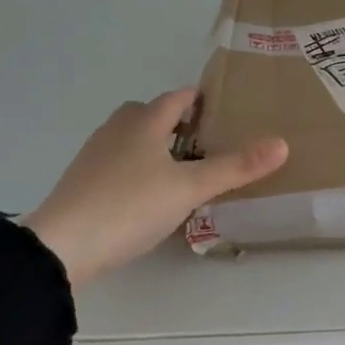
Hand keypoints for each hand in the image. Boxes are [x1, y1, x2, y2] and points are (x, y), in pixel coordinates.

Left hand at [21, 89, 287, 289]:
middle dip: (172, 119)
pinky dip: (134, 167)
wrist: (61, 246)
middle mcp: (116, 131)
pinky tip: (145, 193)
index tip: (219, 105)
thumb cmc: (130, 206)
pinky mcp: (81, 183)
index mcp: (144, 123)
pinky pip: (115, 162)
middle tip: (202, 138)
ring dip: (151, 143)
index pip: (175, 98)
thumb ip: (235, 167)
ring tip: (177, 166)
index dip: (197, 98)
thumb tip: (282, 143)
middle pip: (146, 113)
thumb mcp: (190, 188)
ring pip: (128, 137)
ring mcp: (94, 156)